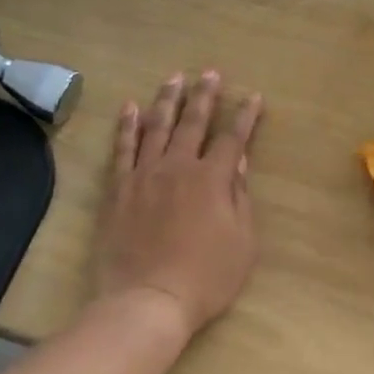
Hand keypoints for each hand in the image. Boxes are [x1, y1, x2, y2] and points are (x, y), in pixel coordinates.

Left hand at [95, 71, 263, 342]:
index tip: (253, 97)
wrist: (148, 300)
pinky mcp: (119, 189)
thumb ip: (240, 198)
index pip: (233, 139)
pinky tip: (130, 107)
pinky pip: (123, 149)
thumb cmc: (205, 278)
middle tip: (210, 73)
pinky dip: (127, 126)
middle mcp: (179, 167)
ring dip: (168, 100)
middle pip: (193, 122)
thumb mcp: (242, 243)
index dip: (245, 117)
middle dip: (205, 95)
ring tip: (174, 78)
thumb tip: (238, 163)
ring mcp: (145, 175)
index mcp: (212, 179)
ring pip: (157, 127)